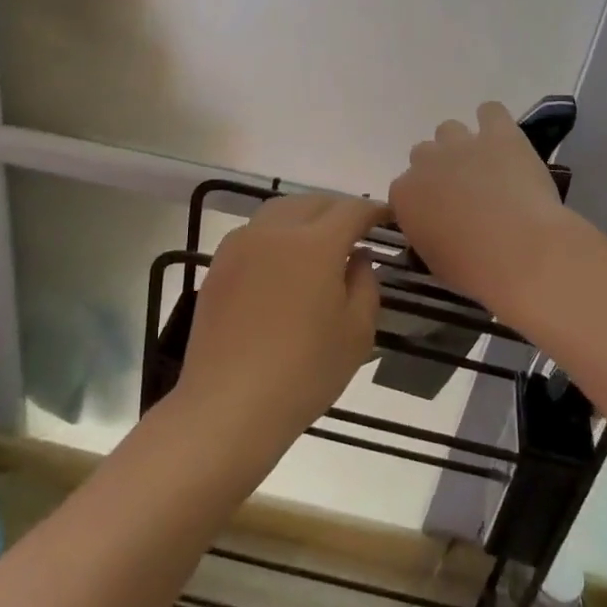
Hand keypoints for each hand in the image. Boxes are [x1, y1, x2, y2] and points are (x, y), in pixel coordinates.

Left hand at [176, 194, 382, 454]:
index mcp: (316, 244)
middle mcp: (276, 231)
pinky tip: (282, 260)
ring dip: (305, 215)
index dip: (373, 210)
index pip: (352, 210)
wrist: (228, 405)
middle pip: (314, 202)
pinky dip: (276, 233)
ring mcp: (241, 244)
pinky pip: (255, 231)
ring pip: (280, 210)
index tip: (388, 217)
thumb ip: (366, 284)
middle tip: (356, 229)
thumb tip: (358, 257)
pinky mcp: (219, 264)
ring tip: (319, 238)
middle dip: (339, 209)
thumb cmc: (304, 372)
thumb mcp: (357, 333)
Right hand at [388, 102, 581, 320]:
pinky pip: (490, 111)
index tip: (440, 214)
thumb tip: (437, 225)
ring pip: (449, 129)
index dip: (424, 199)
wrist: (520, 250)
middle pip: (424, 154)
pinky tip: (503, 140)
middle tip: (463, 192)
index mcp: (405, 195)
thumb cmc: (475, 269)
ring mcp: (462, 143)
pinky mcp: (498, 133)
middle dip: (440, 169)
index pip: (404, 188)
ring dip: (462, 145)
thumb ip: (427, 232)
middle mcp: (426, 161)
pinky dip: (494, 122)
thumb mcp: (435, 259)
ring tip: (485, 165)